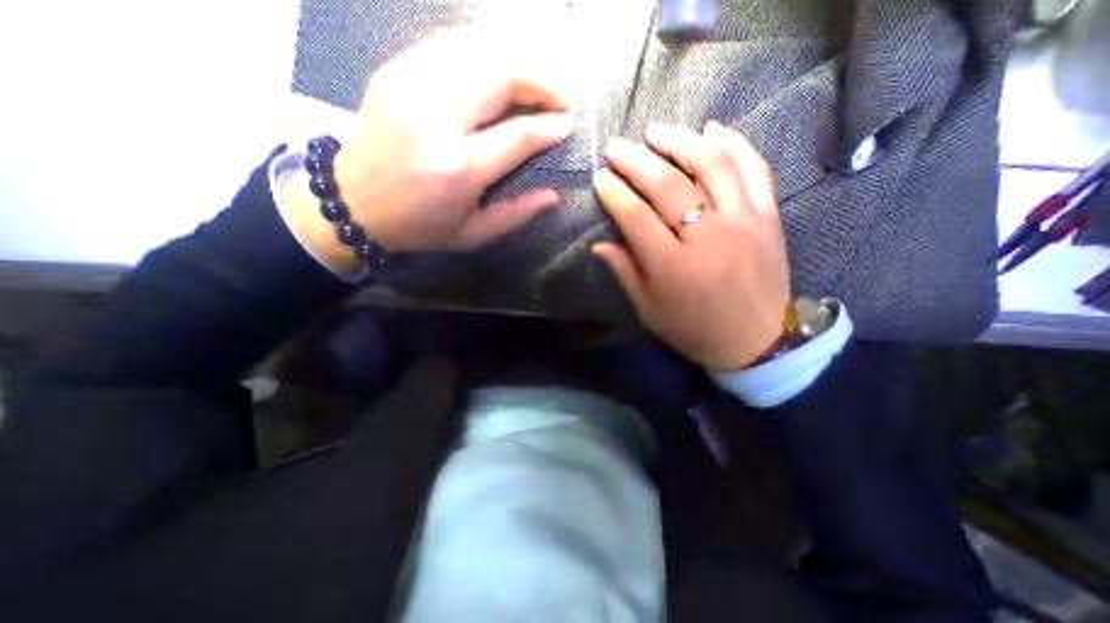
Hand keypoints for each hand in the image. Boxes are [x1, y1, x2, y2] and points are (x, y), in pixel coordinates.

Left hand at [283, 31, 570, 270]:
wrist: (353, 202)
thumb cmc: (420, 226)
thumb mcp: (473, 234)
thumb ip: (516, 214)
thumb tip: (553, 196)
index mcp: (459, 169)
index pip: (518, 136)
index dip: (549, 127)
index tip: (567, 126)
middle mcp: (437, 119)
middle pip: (500, 76)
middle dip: (540, 82)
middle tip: (558, 98)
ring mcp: (412, 87)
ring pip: (478, 51)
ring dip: (516, 63)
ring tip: (534, 84)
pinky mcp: (397, 71)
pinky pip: (451, 46)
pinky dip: (484, 53)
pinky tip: (497, 72)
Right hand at [594, 124, 792, 370]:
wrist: (755, 341)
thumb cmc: (693, 329)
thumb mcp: (649, 310)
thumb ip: (624, 273)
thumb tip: (599, 244)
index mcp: (672, 266)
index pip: (635, 217)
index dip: (614, 193)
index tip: (600, 177)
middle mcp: (707, 237)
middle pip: (668, 186)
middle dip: (636, 161)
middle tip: (617, 146)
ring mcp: (743, 221)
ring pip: (711, 166)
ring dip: (680, 142)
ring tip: (657, 130)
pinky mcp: (768, 216)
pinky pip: (754, 169)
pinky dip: (734, 143)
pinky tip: (712, 128)